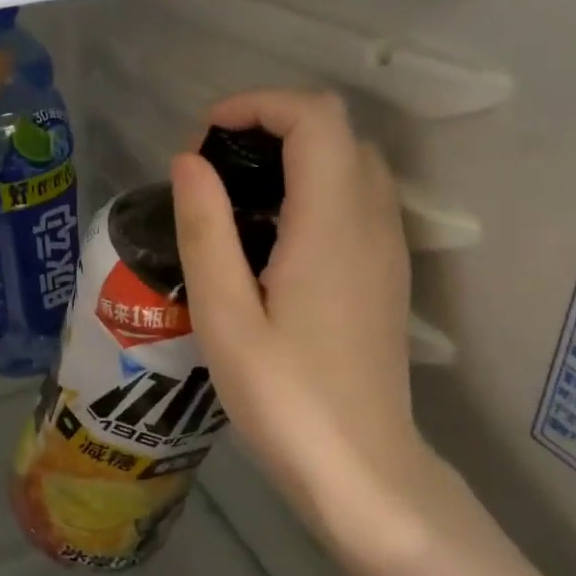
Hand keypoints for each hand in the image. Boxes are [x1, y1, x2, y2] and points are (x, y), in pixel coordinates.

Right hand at [172, 90, 428, 520]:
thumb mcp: (224, 316)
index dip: (258, 105)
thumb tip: (188, 160)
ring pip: (351, 161)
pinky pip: (357, 197)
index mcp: (331, 223)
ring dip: (294, 154)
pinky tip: (272, 235)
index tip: (205, 137)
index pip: (314, 117)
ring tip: (236, 197)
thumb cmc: (284, 398)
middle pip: (336, 130)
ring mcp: (387, 246)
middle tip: (214, 169)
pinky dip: (314, 186)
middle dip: (271, 125)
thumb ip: (205, 229)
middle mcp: (372, 220)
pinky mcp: (386, 272)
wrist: (362, 470)